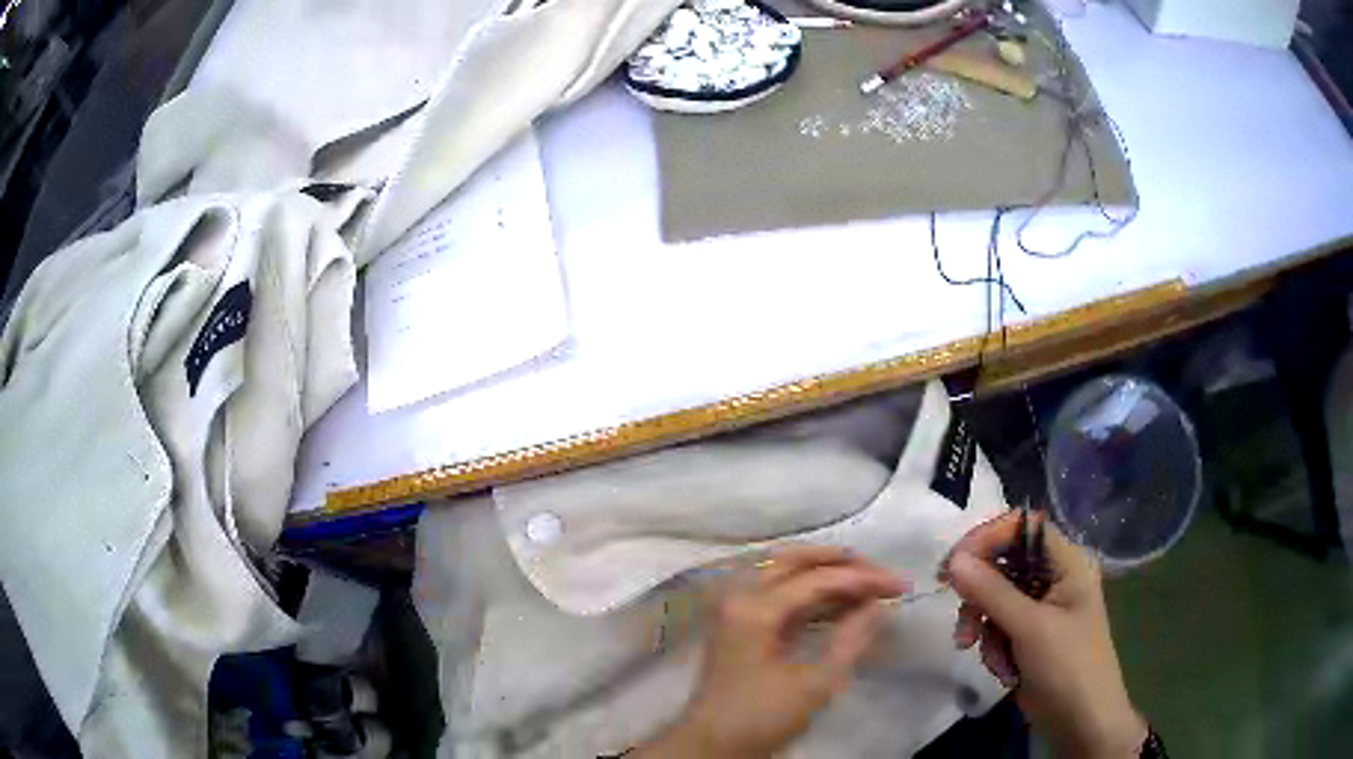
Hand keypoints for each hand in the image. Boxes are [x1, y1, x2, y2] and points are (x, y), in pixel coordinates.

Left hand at [635, 546, 907, 758]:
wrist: (714, 745)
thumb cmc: (763, 718)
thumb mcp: (815, 684)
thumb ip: (851, 639)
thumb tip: (880, 605)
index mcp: (752, 609)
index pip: (816, 579)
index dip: (862, 579)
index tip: (900, 585)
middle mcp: (737, 596)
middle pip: (793, 560)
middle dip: (840, 562)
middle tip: (880, 573)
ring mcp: (733, 608)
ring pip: (782, 571)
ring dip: (824, 572)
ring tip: (866, 583)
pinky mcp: (738, 623)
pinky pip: (776, 592)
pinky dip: (808, 592)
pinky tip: (839, 602)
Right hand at [946, 511, 1147, 758]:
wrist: (1081, 719)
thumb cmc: (1067, 665)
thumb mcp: (1029, 627)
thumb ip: (992, 592)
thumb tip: (954, 559)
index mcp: (1067, 563)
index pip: (1023, 528)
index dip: (987, 538)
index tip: (953, 563)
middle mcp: (1054, 578)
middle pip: (1004, 564)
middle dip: (979, 594)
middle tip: (961, 618)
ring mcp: (1041, 607)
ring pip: (995, 598)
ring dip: (983, 625)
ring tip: (977, 651)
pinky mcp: (1029, 634)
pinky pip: (998, 625)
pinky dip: (992, 644)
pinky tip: (1001, 668)